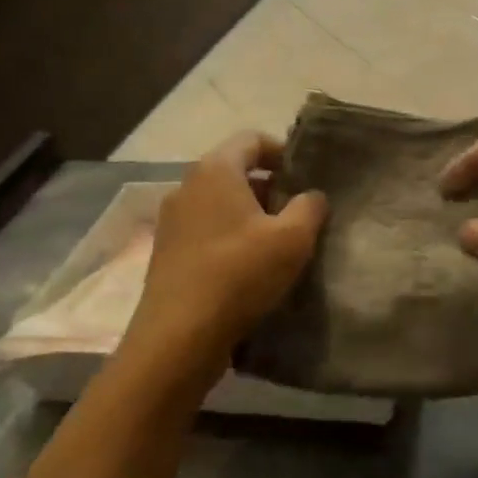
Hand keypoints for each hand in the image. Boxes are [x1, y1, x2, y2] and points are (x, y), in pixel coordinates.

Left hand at [118, 132, 324, 397]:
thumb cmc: (239, 275)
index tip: (306, 178)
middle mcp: (187, 186)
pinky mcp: (166, 252)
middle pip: (234, 170)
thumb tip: (311, 196)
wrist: (178, 338)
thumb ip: (310, 207)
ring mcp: (171, 220)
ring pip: (219, 202)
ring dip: (249, 214)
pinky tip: (248, 267)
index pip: (252, 139)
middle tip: (298, 212)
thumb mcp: (293, 239)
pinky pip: (205, 229)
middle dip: (269, 186)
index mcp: (215, 170)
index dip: (283, 152)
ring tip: (277, 243)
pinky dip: (229, 236)